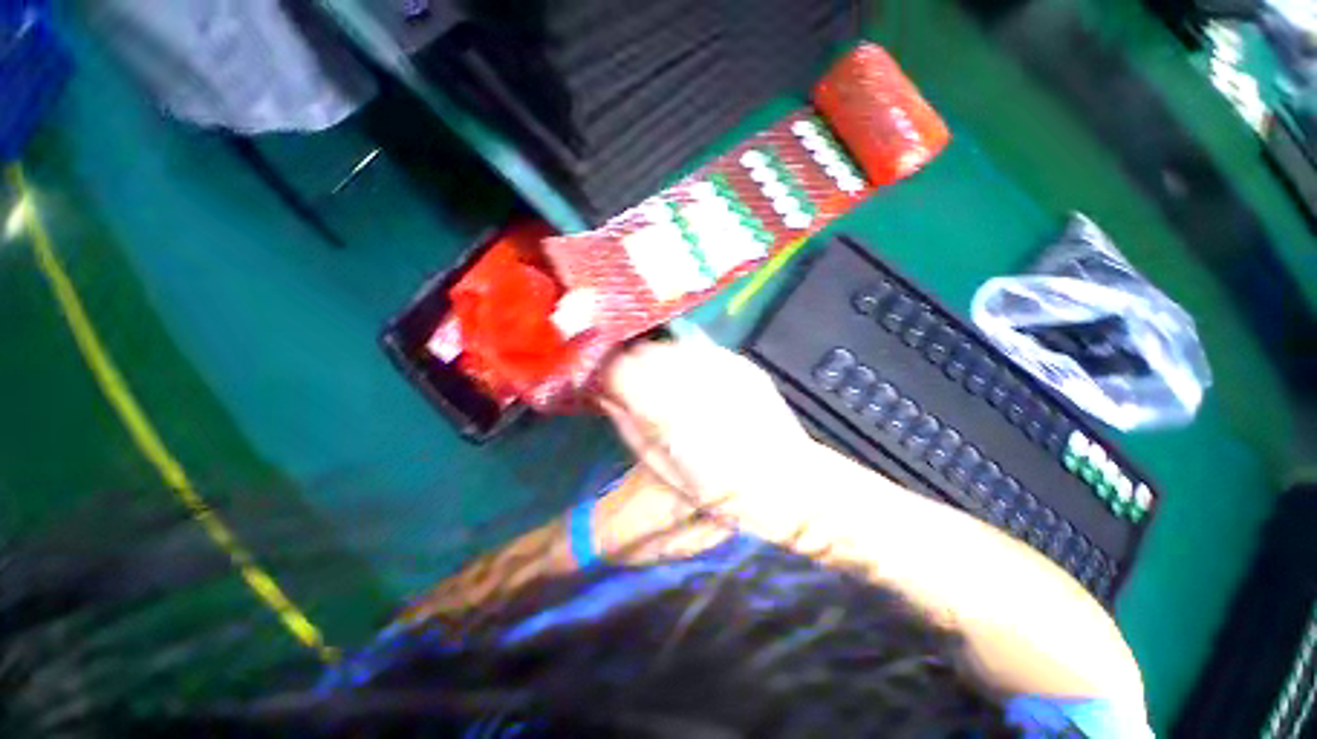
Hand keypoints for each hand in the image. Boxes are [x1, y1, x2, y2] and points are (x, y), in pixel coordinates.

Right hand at [599, 339, 810, 504]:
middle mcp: (688, 375)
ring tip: (667, 385)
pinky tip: (696, 382)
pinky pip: (698, 348)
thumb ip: (627, 423)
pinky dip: (686, 360)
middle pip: (641, 349)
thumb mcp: (660, 467)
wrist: (784, 481)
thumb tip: (603, 393)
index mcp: (663, 407)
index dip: (605, 373)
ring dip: (658, 361)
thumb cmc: (718, 489)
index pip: (616, 366)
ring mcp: (717, 363)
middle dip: (630, 364)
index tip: (605, 384)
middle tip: (635, 386)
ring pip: (668, 345)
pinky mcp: (737, 360)